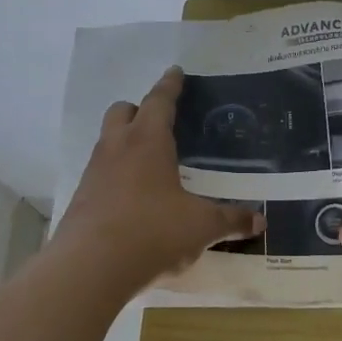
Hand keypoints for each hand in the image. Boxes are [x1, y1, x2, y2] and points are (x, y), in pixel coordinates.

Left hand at [51, 67, 262, 291]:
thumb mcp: (201, 227)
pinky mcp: (81, 198)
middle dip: (140, 109)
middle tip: (159, 120)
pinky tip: (132, 197)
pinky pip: (100, 173)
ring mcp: (94, 173)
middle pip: (122, 111)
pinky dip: (115, 174)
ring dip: (125, 141)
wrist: (90, 268)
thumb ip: (231, 221)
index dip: (170, 86)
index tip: (175, 71)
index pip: (160, 102)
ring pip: (107, 140)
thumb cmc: (153, 232)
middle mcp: (117, 148)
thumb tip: (260, 222)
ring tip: (148, 161)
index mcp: (148, 142)